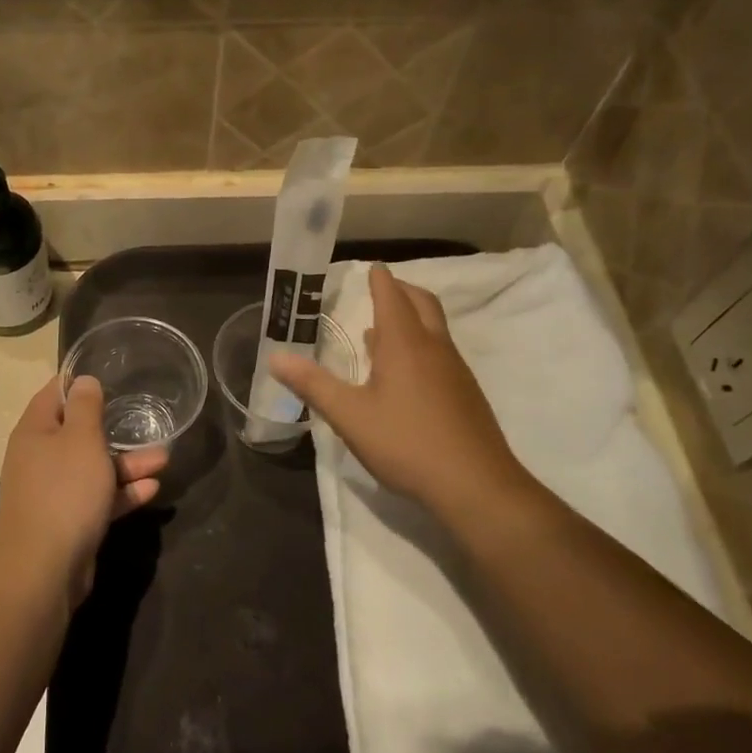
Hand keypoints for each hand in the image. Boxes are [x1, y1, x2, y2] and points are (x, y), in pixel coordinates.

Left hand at [0, 376, 165, 602]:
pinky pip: (99, 498)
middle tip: (147, 421)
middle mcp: (41, 458)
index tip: (109, 376)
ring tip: (164, 458)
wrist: (44, 568)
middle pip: (79, 434)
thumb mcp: (81, 440)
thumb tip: (83, 380)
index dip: (79, 383)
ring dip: (127, 462)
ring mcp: (55, 492)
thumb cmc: (64, 491)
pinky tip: (152, 488)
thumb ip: (86, 407)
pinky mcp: (70, 521)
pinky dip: (123, 492)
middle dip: (115, 428)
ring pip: (94, 468)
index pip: (54, 394)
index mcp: (35, 432)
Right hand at [268, 265, 534, 519]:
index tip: (372, 267)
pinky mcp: (465, 394)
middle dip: (402, 291)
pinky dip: (421, 345)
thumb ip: (313, 385)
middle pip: (422, 304)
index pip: (392, 297)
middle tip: (382, 288)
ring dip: (412, 319)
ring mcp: (455, 371)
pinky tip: (404, 375)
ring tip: (383, 330)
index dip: (380, 280)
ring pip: (435, 329)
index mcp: (405, 344)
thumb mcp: (349, 416)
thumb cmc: (406, 443)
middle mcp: (434, 348)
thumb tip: (275, 358)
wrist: (476, 485)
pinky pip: (441, 353)